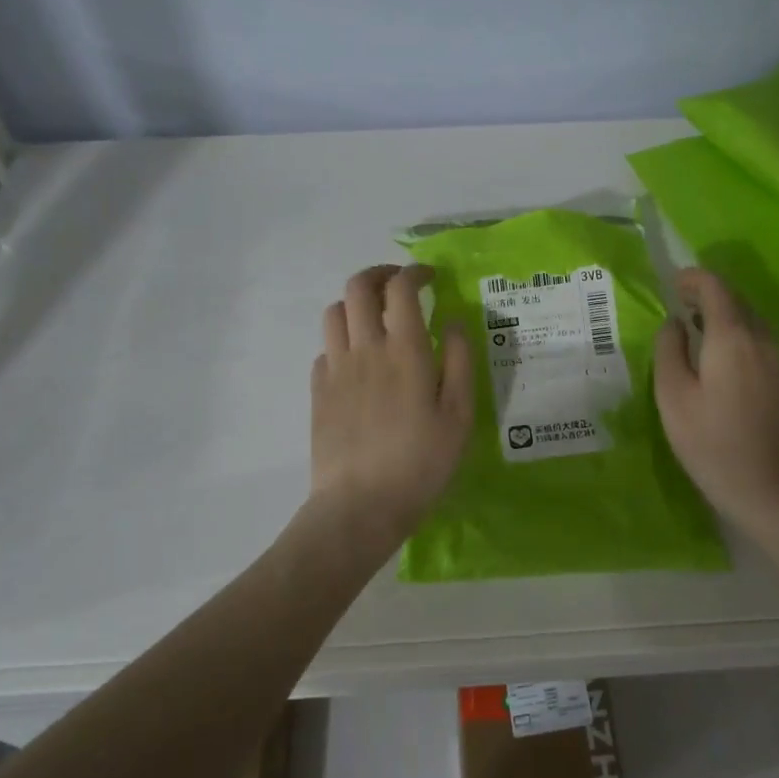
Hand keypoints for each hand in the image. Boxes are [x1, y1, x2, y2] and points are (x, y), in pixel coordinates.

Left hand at [311, 265, 473, 544]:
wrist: (360, 505)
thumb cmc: (421, 462)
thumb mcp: (459, 415)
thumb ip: (459, 361)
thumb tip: (452, 321)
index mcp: (405, 350)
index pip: (400, 288)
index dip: (414, 272)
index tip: (429, 277)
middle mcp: (365, 348)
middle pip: (357, 287)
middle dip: (379, 274)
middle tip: (399, 285)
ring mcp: (336, 368)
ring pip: (334, 312)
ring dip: (355, 303)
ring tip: (375, 318)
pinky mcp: (318, 391)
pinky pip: (325, 348)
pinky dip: (342, 340)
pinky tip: (358, 361)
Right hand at [654, 268, 778, 530]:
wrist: (769, 490)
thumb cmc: (711, 442)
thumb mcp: (673, 396)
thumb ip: (669, 350)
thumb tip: (674, 323)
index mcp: (732, 337)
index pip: (715, 287)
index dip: (692, 278)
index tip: (671, 284)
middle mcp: (761, 339)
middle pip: (736, 299)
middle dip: (707, 293)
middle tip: (677, 302)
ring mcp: (777, 360)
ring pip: (749, 319)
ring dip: (722, 313)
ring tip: (693, 326)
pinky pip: (756, 340)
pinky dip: (734, 333)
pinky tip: (716, 356)